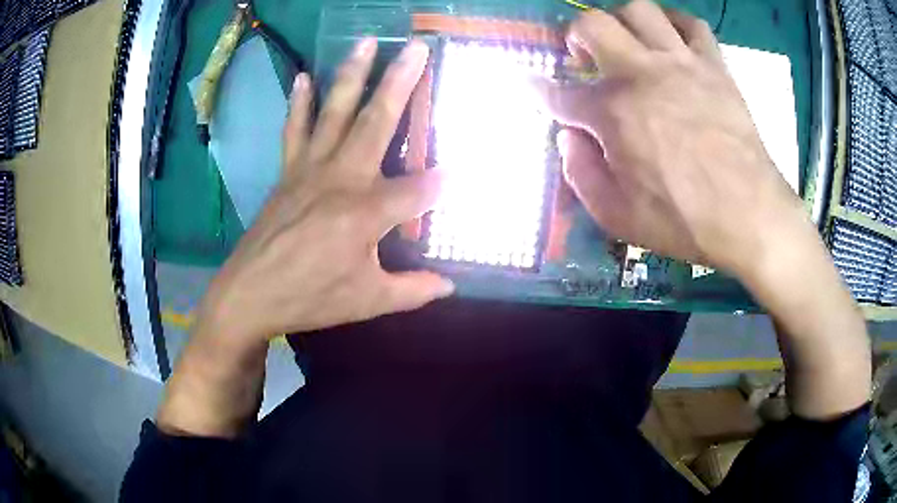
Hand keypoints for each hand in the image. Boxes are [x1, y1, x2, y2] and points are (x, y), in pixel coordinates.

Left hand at [158, 39, 452, 436]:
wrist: (250, 294)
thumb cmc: (310, 298)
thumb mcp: (368, 301)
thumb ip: (412, 290)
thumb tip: (449, 286)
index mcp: (365, 212)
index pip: (419, 189)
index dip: (443, 183)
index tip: (459, 175)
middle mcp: (341, 178)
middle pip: (378, 122)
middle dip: (401, 82)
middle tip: (417, 47)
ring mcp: (310, 169)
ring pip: (335, 112)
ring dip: (352, 74)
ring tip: (366, 42)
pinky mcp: (287, 171)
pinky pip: (295, 129)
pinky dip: (299, 103)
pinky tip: (302, 77)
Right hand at [540, 2, 869, 419]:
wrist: (751, 217)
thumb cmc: (684, 221)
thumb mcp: (617, 217)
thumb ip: (580, 173)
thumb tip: (568, 137)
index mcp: (612, 113)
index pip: (559, 94)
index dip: (539, 90)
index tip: (532, 85)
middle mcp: (641, 74)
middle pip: (592, 25)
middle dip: (576, 36)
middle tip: (584, 56)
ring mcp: (681, 64)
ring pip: (639, 10)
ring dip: (623, 21)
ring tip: (628, 42)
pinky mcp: (714, 66)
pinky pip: (692, 24)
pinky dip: (676, 24)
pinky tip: (672, 40)